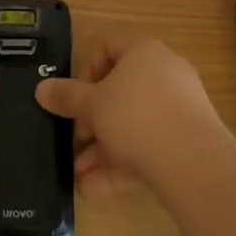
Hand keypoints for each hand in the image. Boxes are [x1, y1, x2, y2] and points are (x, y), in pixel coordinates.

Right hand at [35, 36, 226, 195]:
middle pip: (120, 89)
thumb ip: (66, 97)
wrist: (195, 164)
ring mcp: (179, 107)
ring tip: (80, 175)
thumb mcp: (92, 106)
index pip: (108, 45)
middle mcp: (164, 72)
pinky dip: (124, 163)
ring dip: (103, 147)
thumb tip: (41, 89)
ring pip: (133, 122)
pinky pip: (149, 145)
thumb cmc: (136, 118)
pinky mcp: (187, 140)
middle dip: (92, 119)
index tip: (75, 97)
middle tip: (75, 139)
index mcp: (143, 51)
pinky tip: (96, 190)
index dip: (86, 69)